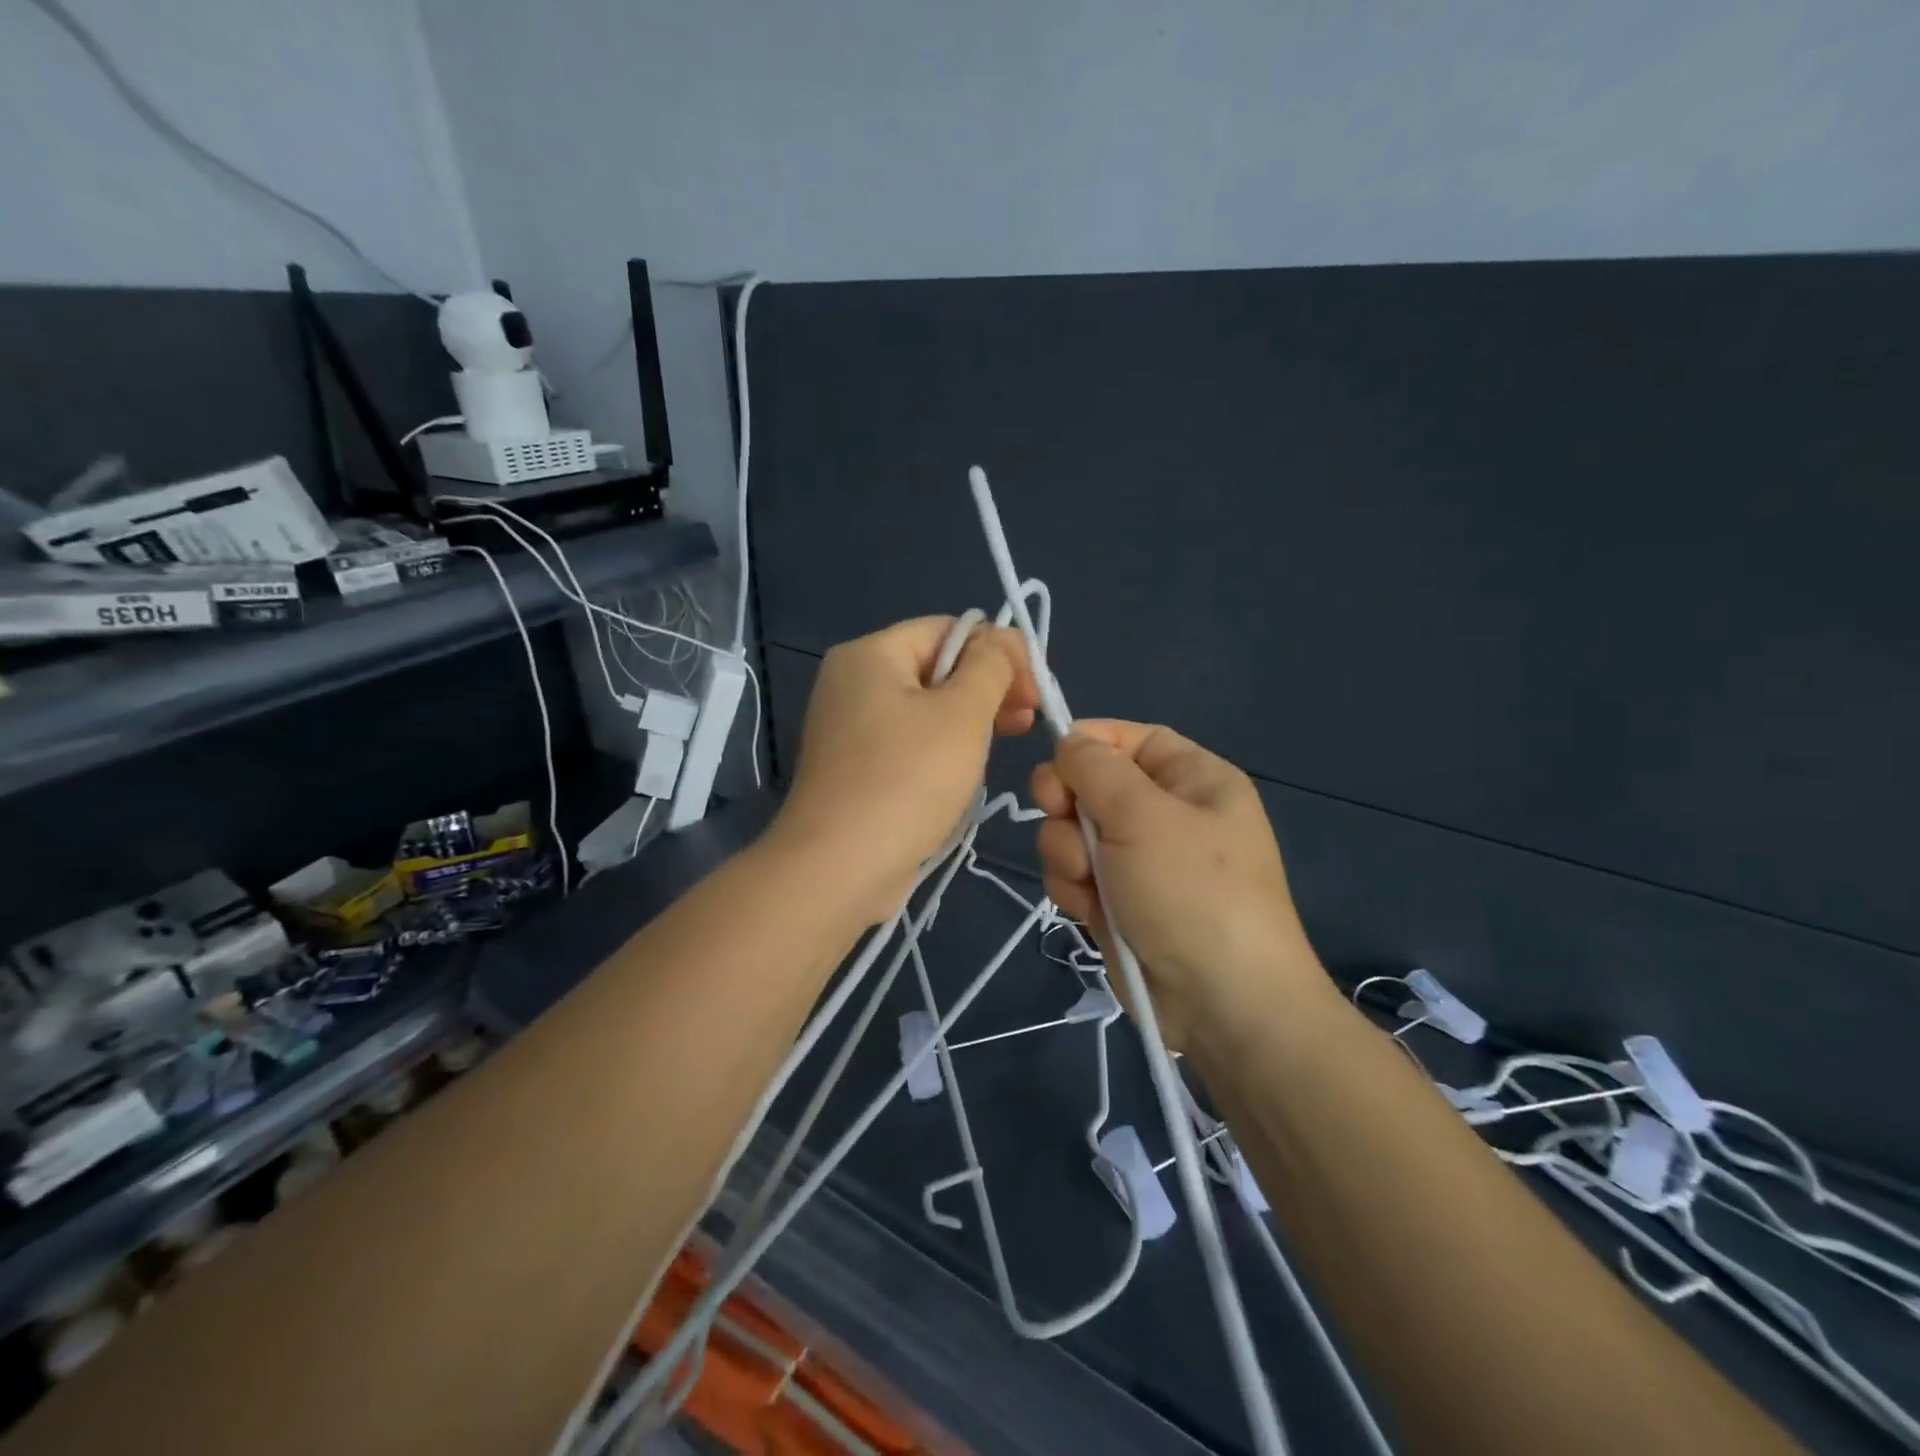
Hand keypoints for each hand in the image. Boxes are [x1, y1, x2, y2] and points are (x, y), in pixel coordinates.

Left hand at [771, 617, 1037, 922]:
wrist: (839, 867)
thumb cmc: (907, 779)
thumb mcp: (962, 713)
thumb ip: (991, 666)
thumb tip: (1001, 641)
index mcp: (870, 654)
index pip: (947, 630)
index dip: (998, 651)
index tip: (1034, 690)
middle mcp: (851, 683)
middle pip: (935, 668)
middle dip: (987, 688)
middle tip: (1026, 720)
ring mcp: (848, 729)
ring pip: (924, 709)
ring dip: (968, 721)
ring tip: (1003, 746)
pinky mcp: (854, 769)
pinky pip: (908, 743)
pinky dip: (940, 750)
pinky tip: (965, 774)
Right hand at [1031, 721, 1330, 1049]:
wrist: (1219, 1003)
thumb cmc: (1191, 891)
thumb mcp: (1143, 815)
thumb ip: (1096, 768)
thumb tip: (1070, 740)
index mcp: (1193, 780)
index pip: (1133, 739)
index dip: (1091, 742)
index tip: (1054, 758)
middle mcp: (1166, 815)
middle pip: (1092, 785)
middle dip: (1069, 804)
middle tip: (1060, 816)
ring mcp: (1139, 862)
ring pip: (1074, 833)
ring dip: (1067, 853)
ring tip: (1088, 881)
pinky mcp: (1117, 902)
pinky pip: (1075, 874)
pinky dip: (1073, 888)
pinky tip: (1087, 910)